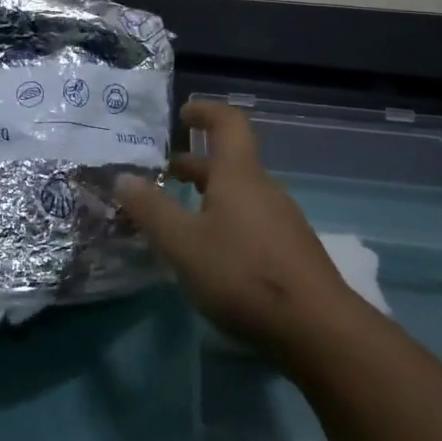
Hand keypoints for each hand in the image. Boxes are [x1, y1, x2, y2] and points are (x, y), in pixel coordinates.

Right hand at [117, 100, 353, 357]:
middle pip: (229, 162)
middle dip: (195, 165)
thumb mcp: (183, 243)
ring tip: (179, 219)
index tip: (182, 114)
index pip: (227, 123)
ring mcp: (282, 220)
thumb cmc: (243, 274)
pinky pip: (251, 220)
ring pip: (239, 194)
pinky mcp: (290, 251)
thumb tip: (123, 177)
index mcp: (239, 175)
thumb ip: (151, 209)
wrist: (318, 329)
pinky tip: (210, 254)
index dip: (205, 111)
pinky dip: (225, 221)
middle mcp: (264, 189)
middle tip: (164, 175)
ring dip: (208, 196)